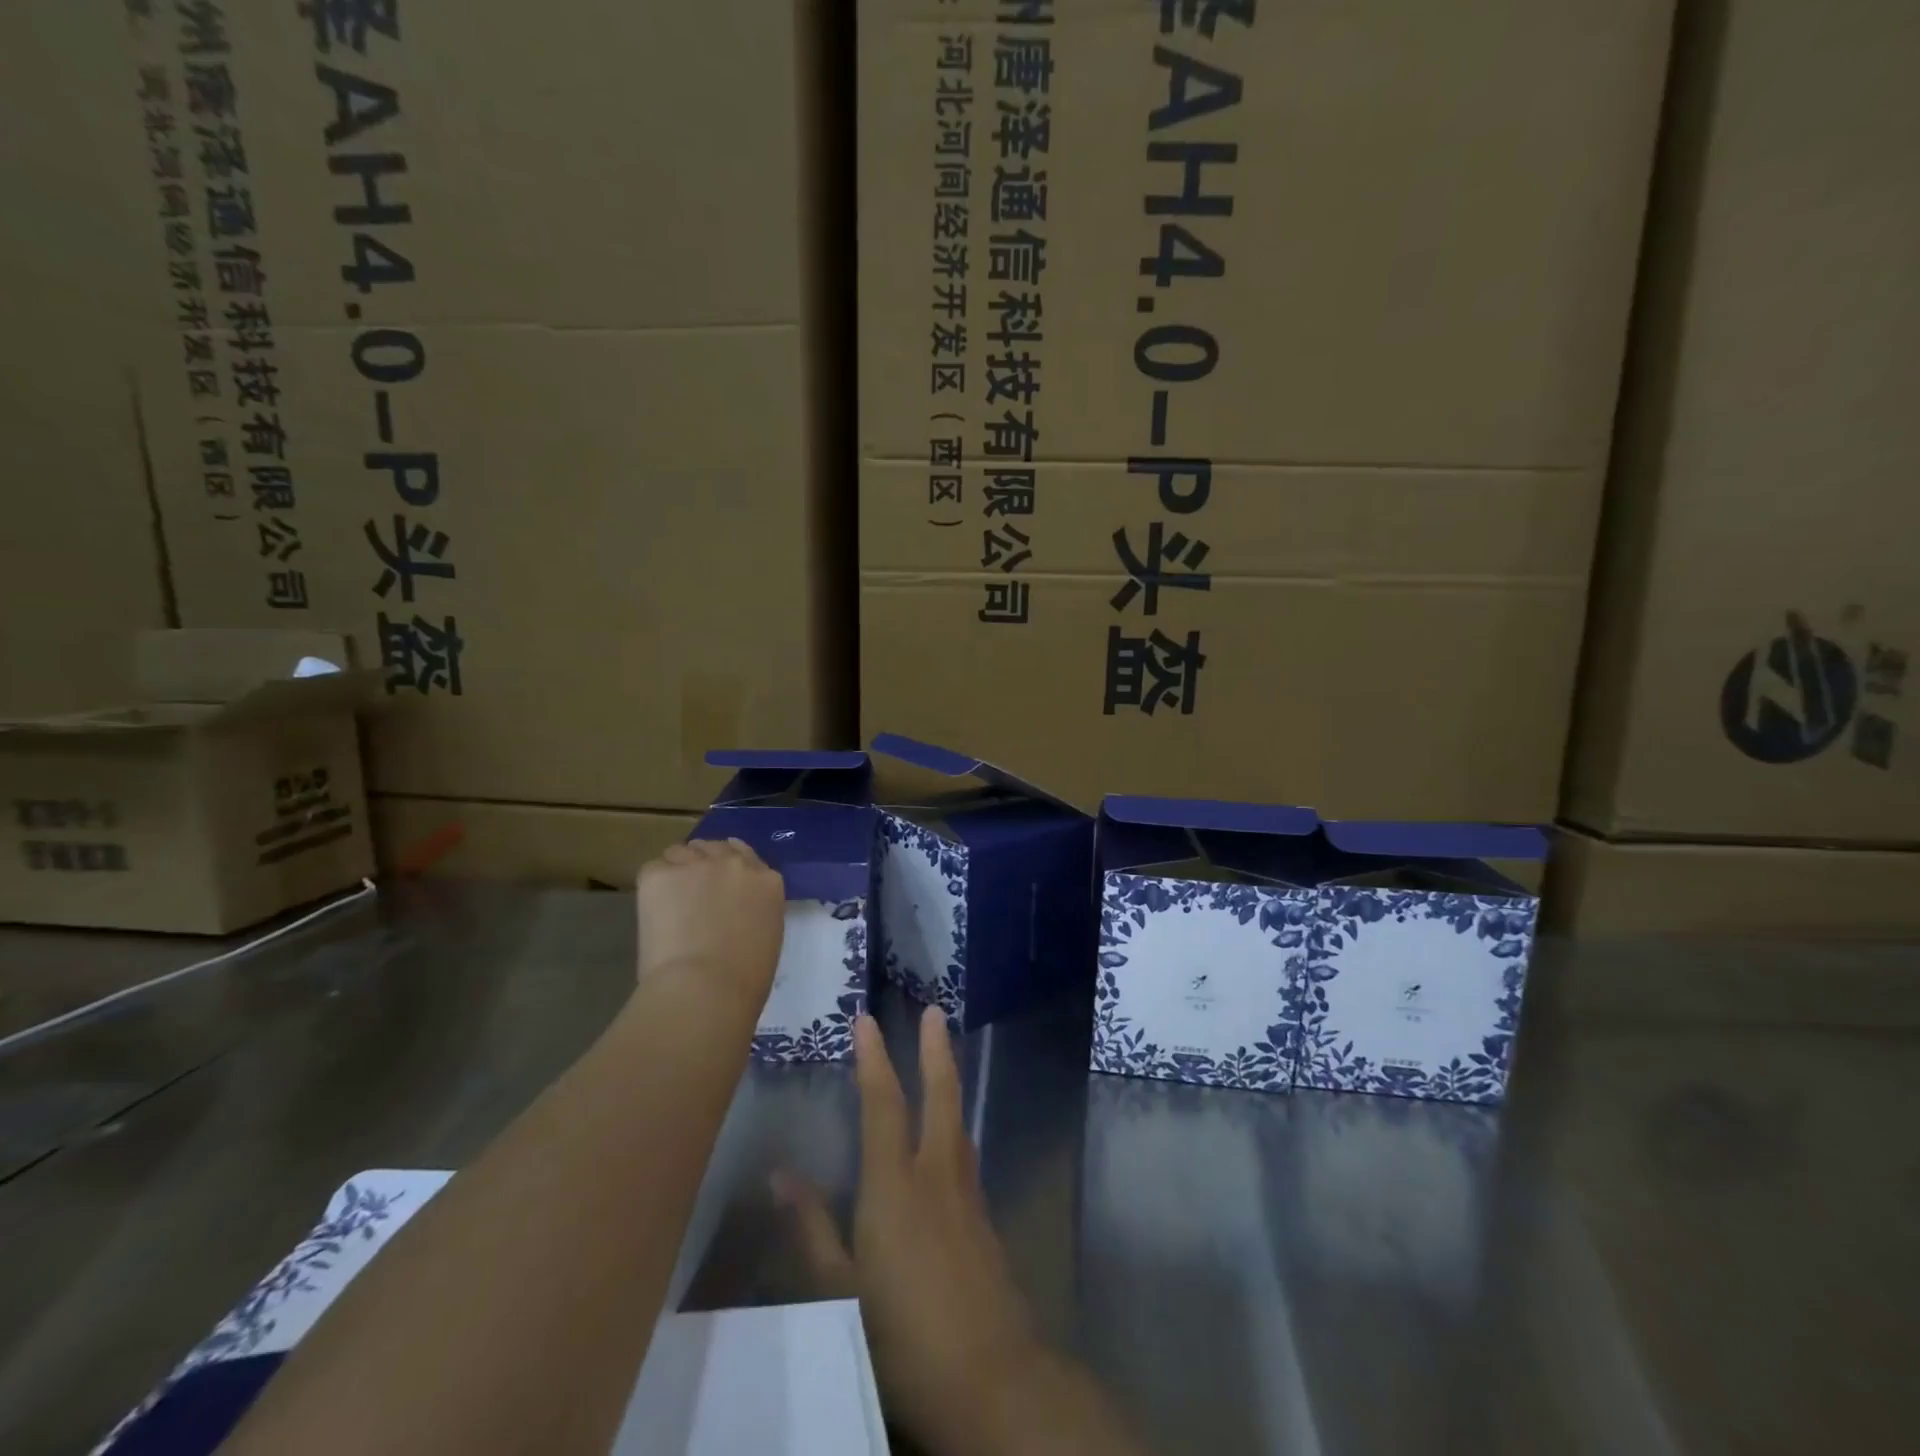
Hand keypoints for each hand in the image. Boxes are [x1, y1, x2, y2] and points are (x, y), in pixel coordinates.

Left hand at [635, 838, 784, 1010]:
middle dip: (704, 864)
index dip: (729, 870)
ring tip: (668, 902)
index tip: (719, 886)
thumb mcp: (767, 937)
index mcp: (767, 882)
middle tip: (692, 891)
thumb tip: (734, 916)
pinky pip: (653, 870)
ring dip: (677, 871)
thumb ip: (754, 913)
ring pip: (681, 853)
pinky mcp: (660, 875)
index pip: (746, 857)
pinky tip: (653, 912)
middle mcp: (735, 864)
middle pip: (714, 848)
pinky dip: (652, 888)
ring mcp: (697, 865)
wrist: (705, 987)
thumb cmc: (745, 980)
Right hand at [777, 1008, 1038, 1451]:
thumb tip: (780, 1176)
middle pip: (940, 1094)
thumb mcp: (839, 1292)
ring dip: (949, 1081)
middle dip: (934, 1048)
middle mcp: (935, 1174)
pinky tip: (949, 1140)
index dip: (873, 1058)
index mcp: (894, 1185)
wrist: (991, 1376)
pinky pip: (965, 1154)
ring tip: (942, 1058)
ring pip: (957, 1120)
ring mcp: (967, 1194)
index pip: (882, 1104)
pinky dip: (953, 1127)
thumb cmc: (902, 1336)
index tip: (866, 1019)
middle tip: (934, 1010)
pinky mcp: (985, 1219)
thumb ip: (811, 1230)